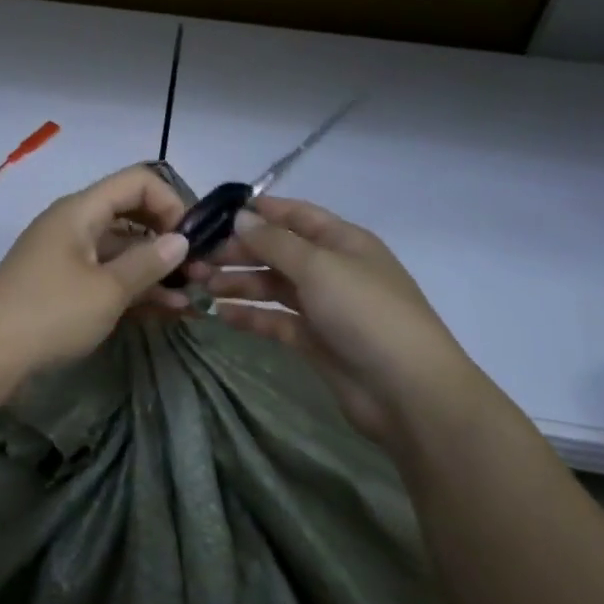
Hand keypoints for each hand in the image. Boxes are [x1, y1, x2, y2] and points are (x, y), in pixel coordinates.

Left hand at [0, 165, 191, 379]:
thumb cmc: (49, 313)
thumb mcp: (107, 290)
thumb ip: (148, 262)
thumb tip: (181, 239)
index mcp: (81, 210)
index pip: (138, 181)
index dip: (171, 203)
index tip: (193, 239)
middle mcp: (74, 224)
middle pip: (131, 214)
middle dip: (168, 238)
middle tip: (199, 270)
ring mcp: (66, 255)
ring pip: (121, 249)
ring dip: (155, 269)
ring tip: (191, 298)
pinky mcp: (62, 285)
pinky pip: (106, 275)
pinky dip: (133, 287)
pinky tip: (165, 310)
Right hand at [194, 196, 481, 439]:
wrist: (408, 392)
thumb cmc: (365, 313)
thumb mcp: (319, 266)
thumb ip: (275, 241)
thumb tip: (241, 216)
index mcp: (342, 241)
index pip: (295, 215)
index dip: (258, 211)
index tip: (214, 215)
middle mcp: (332, 269)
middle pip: (278, 251)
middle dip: (238, 252)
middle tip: (196, 259)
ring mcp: (324, 307)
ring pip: (273, 286)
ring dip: (239, 283)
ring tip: (200, 285)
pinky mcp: (315, 341)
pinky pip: (275, 321)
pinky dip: (250, 316)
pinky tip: (221, 315)